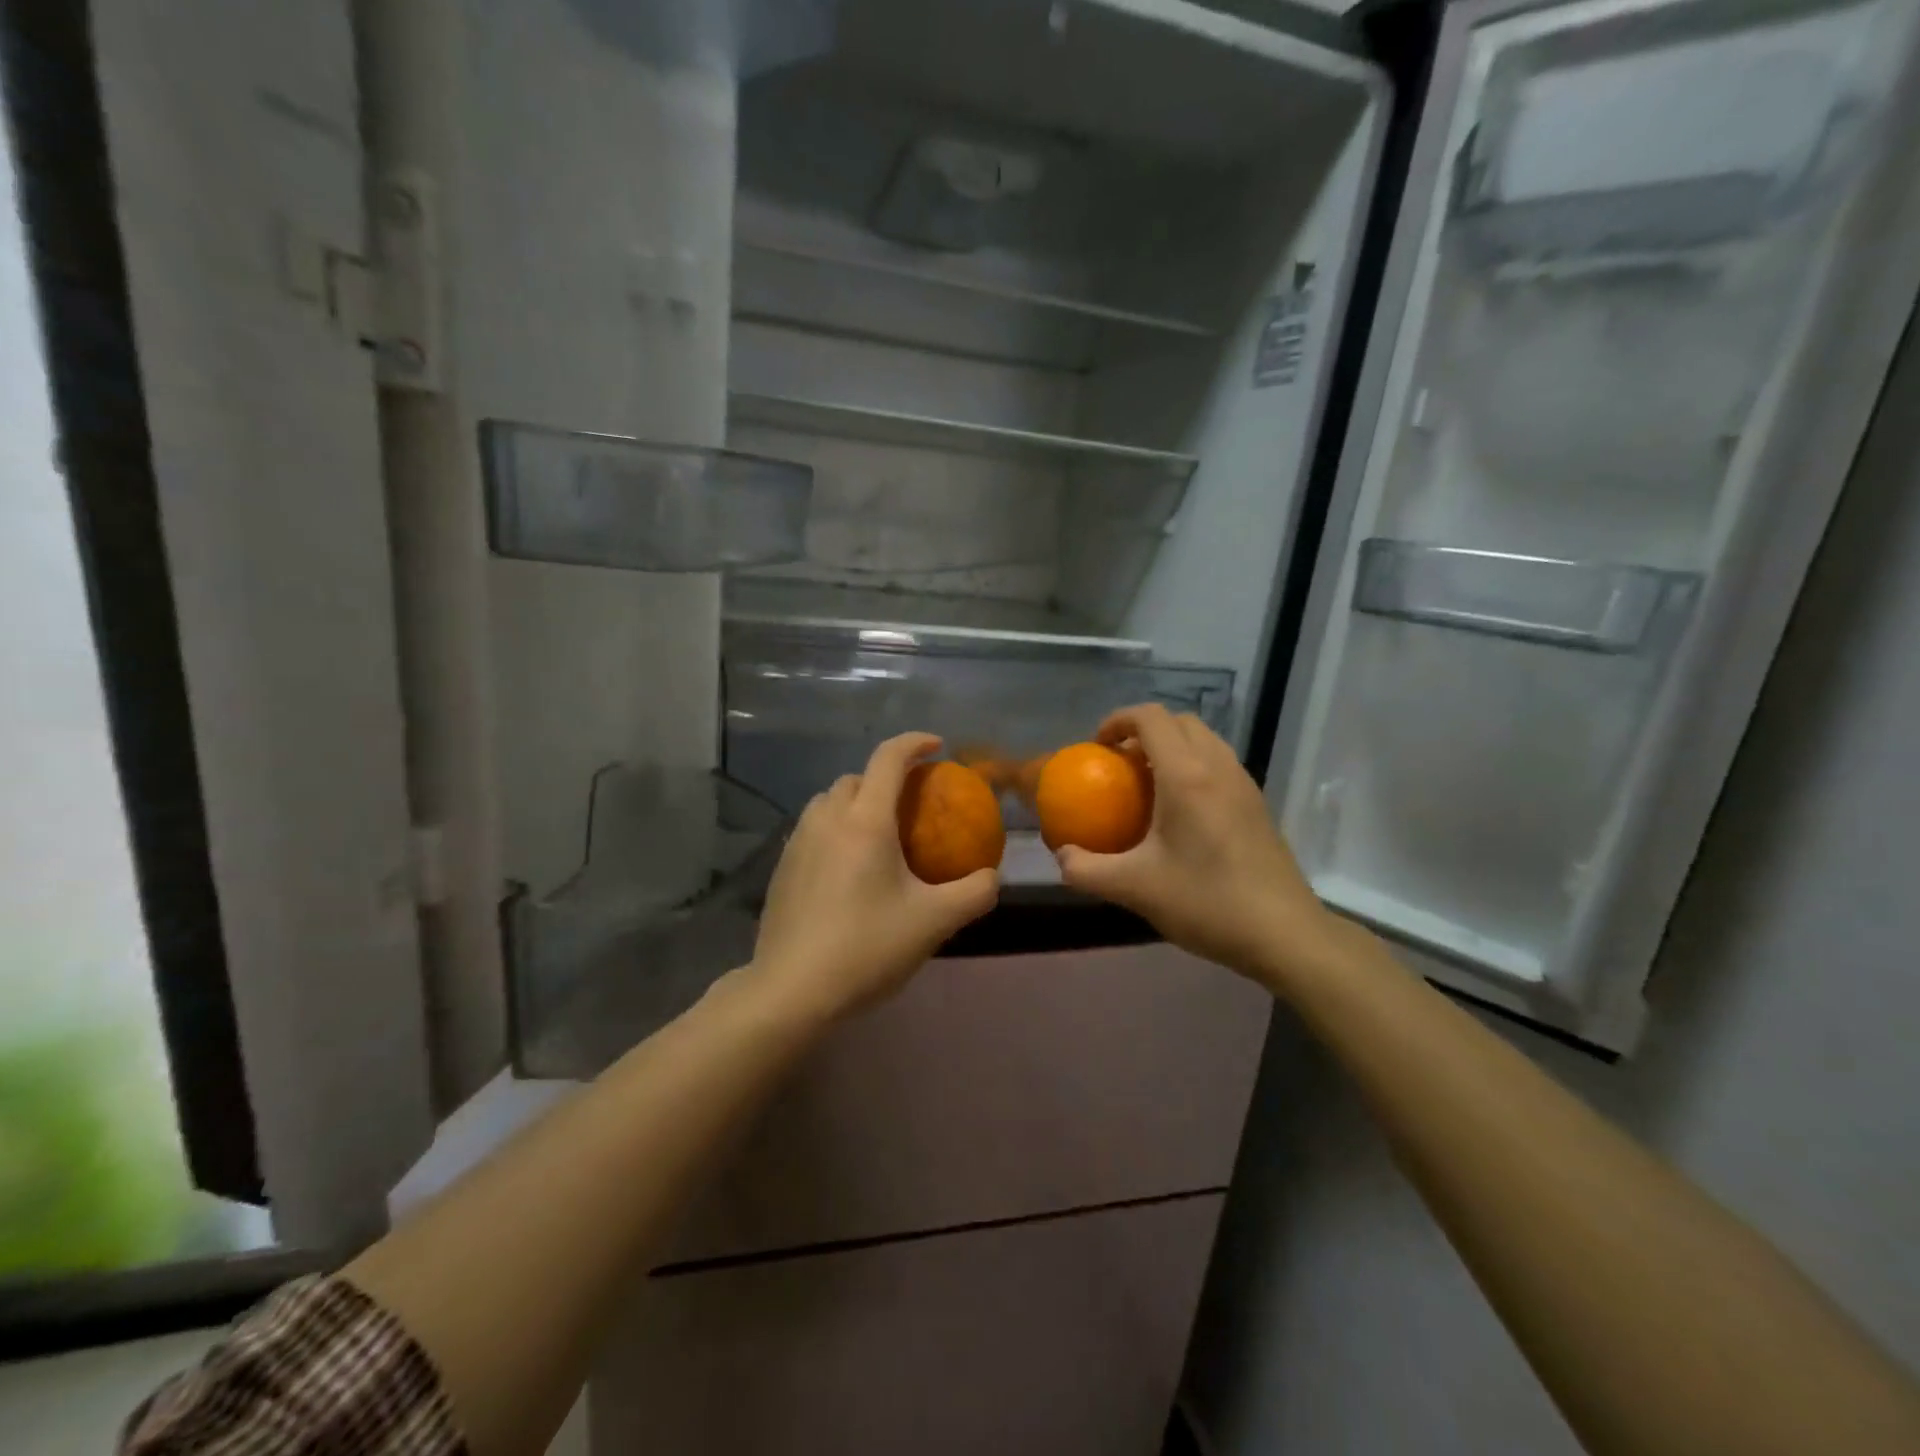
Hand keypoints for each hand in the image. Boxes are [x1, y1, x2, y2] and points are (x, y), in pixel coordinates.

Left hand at [747, 733, 999, 1021]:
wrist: (792, 990)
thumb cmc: (867, 947)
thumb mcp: (934, 922)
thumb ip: (974, 893)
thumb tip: (992, 876)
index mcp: (866, 821)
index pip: (888, 759)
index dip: (915, 743)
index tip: (937, 747)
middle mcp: (827, 819)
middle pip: (856, 778)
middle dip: (886, 778)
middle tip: (911, 806)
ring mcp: (798, 842)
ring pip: (828, 801)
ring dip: (856, 803)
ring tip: (878, 835)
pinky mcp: (782, 868)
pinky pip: (813, 829)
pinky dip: (835, 829)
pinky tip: (847, 869)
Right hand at [1053, 704, 1341, 987]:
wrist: (1284, 934)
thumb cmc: (1207, 902)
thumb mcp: (1134, 889)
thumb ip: (1087, 870)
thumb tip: (1062, 855)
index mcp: (1186, 776)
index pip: (1151, 718)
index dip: (1118, 720)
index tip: (1096, 746)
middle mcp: (1218, 767)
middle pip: (1179, 721)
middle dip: (1143, 730)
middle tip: (1118, 763)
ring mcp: (1244, 784)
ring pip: (1204, 740)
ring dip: (1171, 747)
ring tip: (1146, 784)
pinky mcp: (1257, 805)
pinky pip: (1219, 764)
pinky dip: (1192, 767)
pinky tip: (1179, 813)